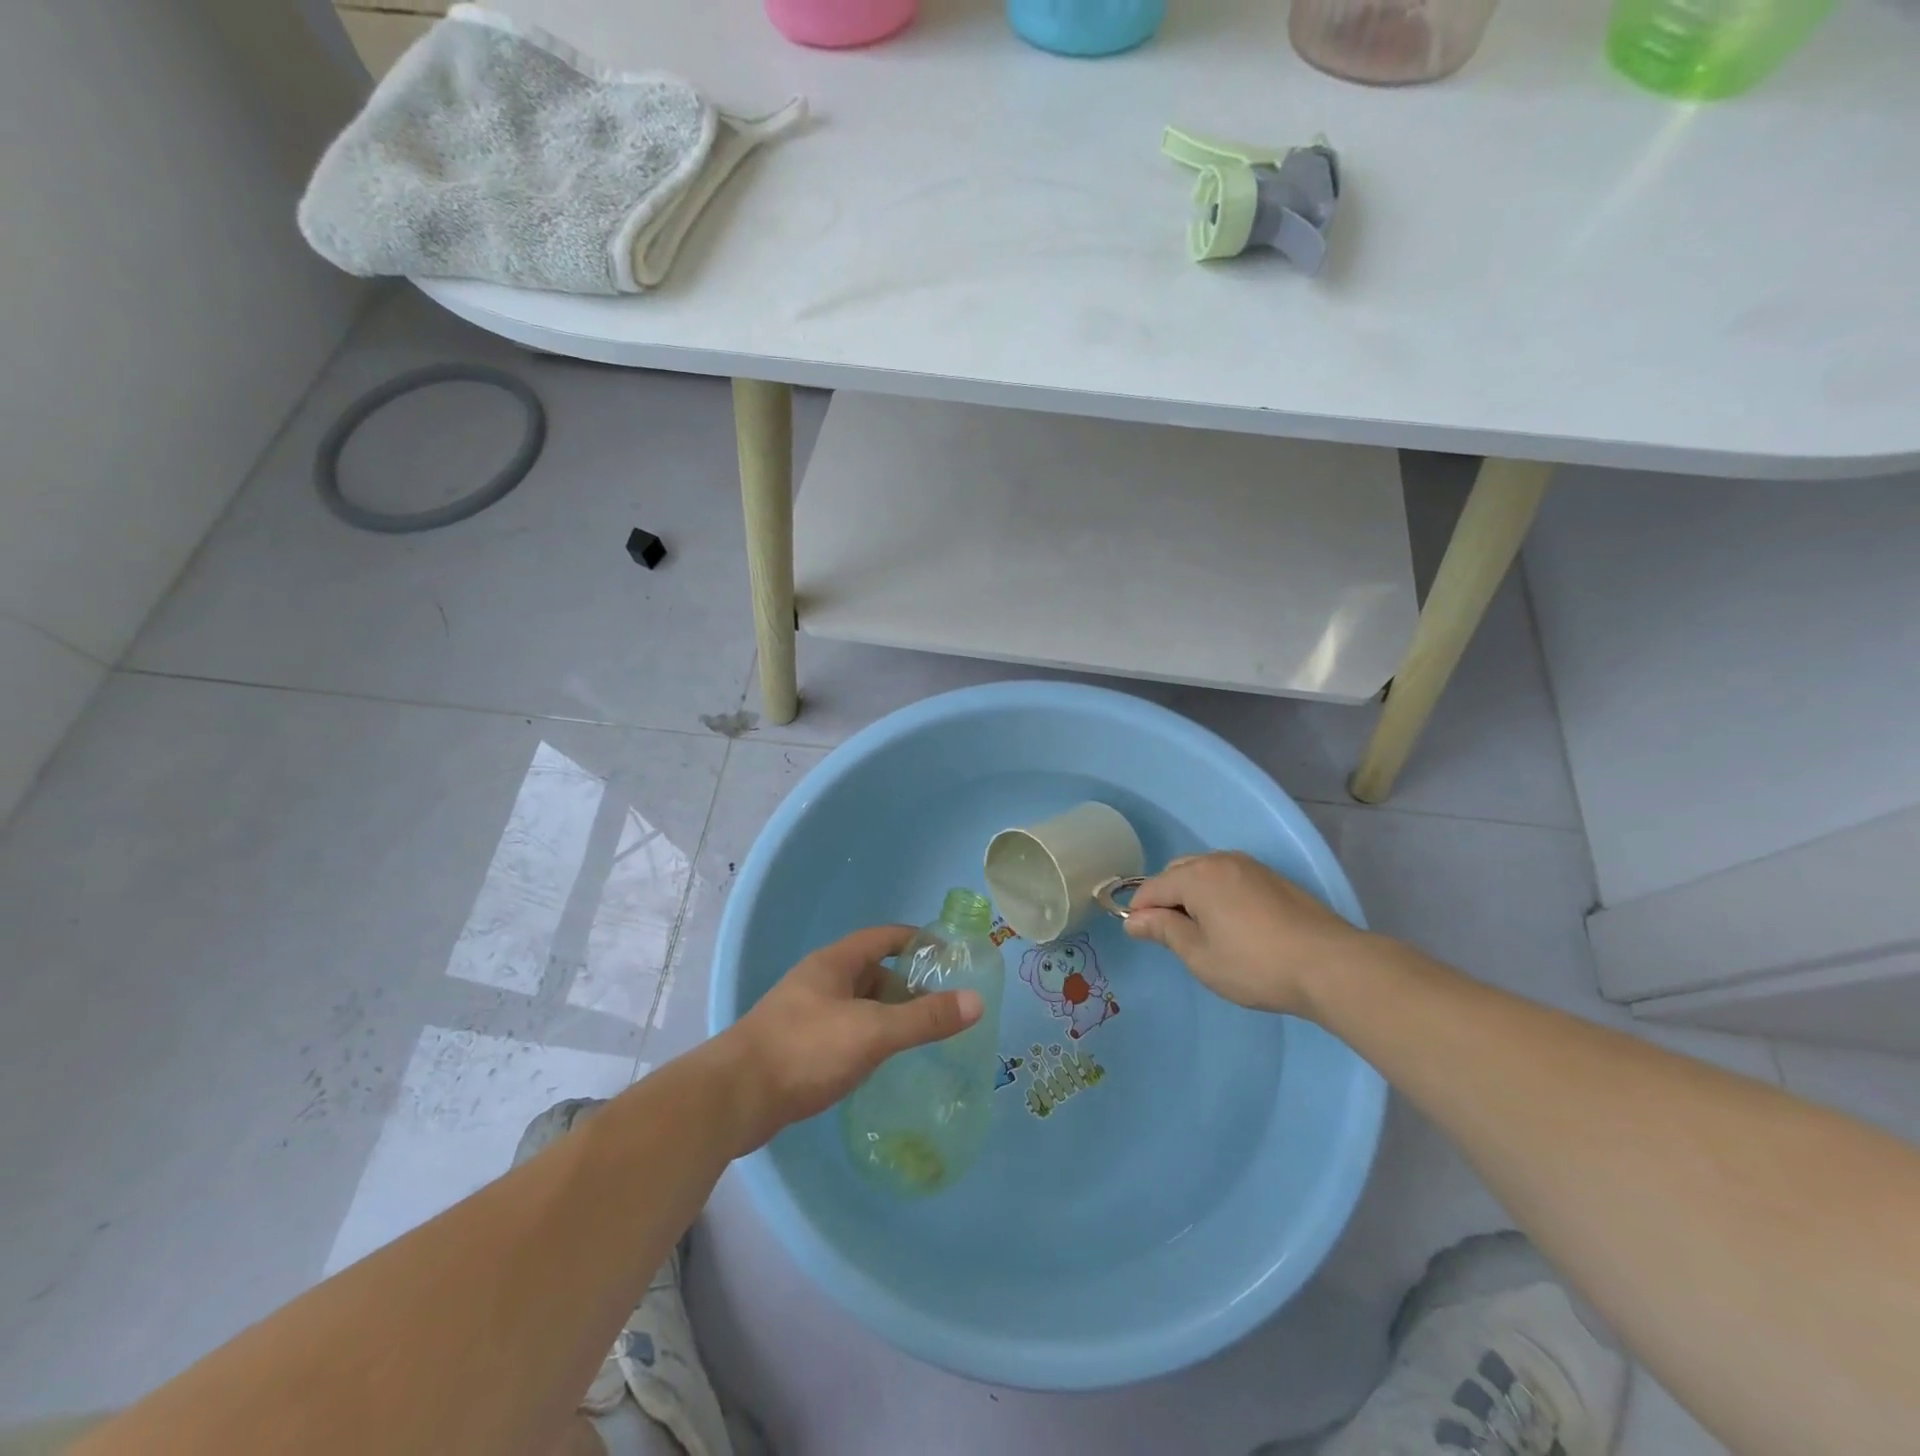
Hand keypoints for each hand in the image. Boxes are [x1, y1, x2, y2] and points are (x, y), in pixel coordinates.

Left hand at [720, 926, 984, 1152]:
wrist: (734, 1098)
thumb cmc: (805, 1050)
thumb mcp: (872, 1032)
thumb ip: (923, 1019)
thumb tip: (975, 1002)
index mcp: (834, 963)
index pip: (883, 937)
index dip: (916, 940)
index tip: (949, 957)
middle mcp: (819, 981)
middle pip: (871, 971)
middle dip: (906, 984)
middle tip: (941, 1005)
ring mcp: (804, 1014)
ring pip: (857, 1004)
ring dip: (886, 1014)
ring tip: (918, 1035)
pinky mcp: (796, 1047)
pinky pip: (843, 1031)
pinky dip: (867, 1038)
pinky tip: (880, 1062)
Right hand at [1123, 851, 1369, 1015]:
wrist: (1330, 965)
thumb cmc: (1255, 965)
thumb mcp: (1200, 955)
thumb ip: (1164, 931)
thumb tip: (1134, 919)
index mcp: (1197, 876)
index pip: (1153, 887)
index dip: (1140, 911)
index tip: (1141, 937)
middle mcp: (1221, 860)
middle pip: (1177, 872)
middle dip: (1166, 898)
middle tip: (1174, 937)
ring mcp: (1250, 866)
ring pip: (1205, 872)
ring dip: (1193, 894)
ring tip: (1203, 932)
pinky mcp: (1272, 878)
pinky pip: (1229, 878)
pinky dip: (1218, 894)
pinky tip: (1232, 925)